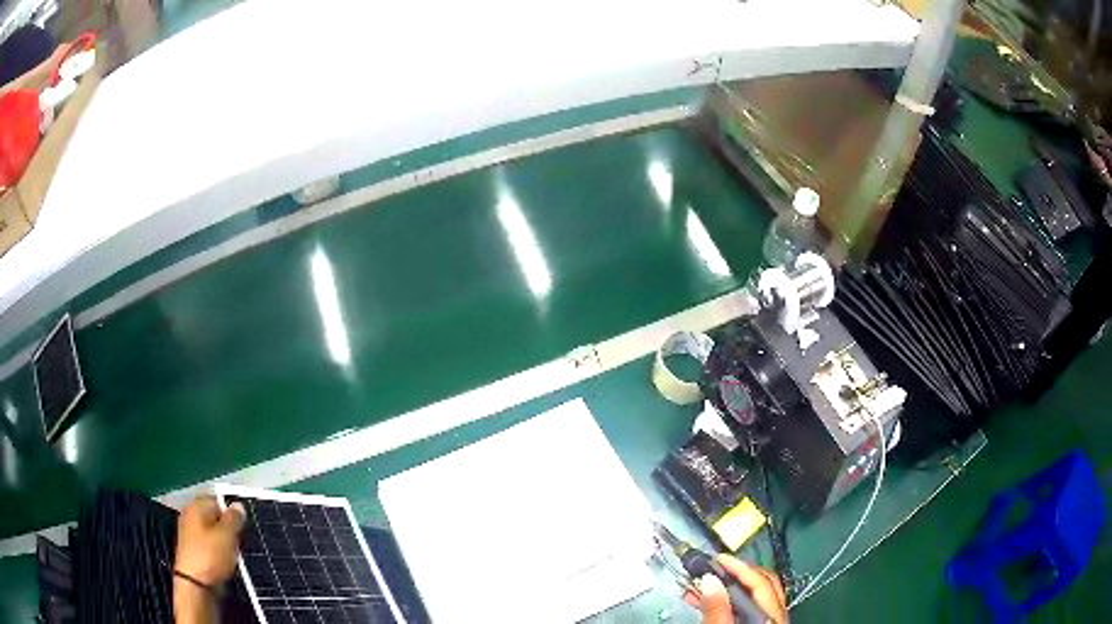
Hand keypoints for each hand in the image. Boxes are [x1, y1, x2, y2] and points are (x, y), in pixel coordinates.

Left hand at [175, 496, 245, 585]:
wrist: (195, 585)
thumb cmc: (210, 556)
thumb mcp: (227, 535)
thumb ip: (234, 519)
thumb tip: (238, 506)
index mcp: (196, 506)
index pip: (218, 501)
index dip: (233, 512)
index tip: (245, 526)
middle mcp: (190, 517)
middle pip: (216, 519)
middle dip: (230, 530)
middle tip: (241, 541)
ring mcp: (190, 536)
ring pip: (215, 535)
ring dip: (226, 544)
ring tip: (235, 555)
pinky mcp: (195, 554)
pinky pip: (212, 548)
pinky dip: (221, 554)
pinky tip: (227, 563)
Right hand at [684, 554, 787, 623]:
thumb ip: (717, 608)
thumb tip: (709, 579)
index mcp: (772, 612)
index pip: (760, 580)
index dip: (738, 565)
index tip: (716, 557)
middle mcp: (775, 612)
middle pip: (761, 582)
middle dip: (735, 572)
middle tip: (710, 567)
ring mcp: (768, 619)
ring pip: (753, 595)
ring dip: (727, 587)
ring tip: (700, 586)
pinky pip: (747, 607)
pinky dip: (729, 600)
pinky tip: (709, 602)